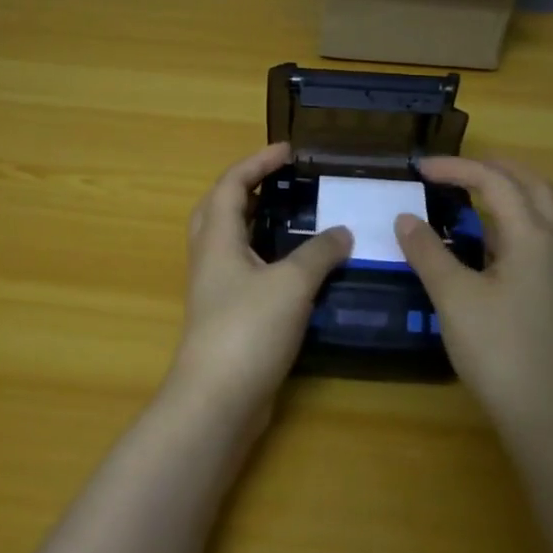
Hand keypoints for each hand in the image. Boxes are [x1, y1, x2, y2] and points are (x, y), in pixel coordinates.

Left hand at [167, 143, 351, 425]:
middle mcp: (211, 258)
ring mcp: (216, 289)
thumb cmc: (248, 329)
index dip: (257, 162)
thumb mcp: (291, 284)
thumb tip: (342, 232)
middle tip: (284, 181)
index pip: (231, 185)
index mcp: (217, 239)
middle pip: (221, 209)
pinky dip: (270, 259)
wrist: (218, 400)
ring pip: (233, 242)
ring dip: (259, 223)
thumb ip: (318, 253)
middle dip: (249, 188)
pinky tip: (300, 269)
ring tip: (296, 217)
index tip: (288, 151)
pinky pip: (247, 272)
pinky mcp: (228, 316)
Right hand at [395, 156, 552, 439]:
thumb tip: (405, 218)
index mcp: (534, 236)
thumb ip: (428, 252)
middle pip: (532, 184)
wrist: (550, 417)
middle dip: (492, 168)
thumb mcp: (454, 298)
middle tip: (452, 171)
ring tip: (464, 199)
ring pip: (540, 211)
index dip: (456, 168)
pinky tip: (483, 246)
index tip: (419, 169)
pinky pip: (538, 238)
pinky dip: (511, 224)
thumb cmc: (499, 351)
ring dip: (505, 194)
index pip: (495, 181)